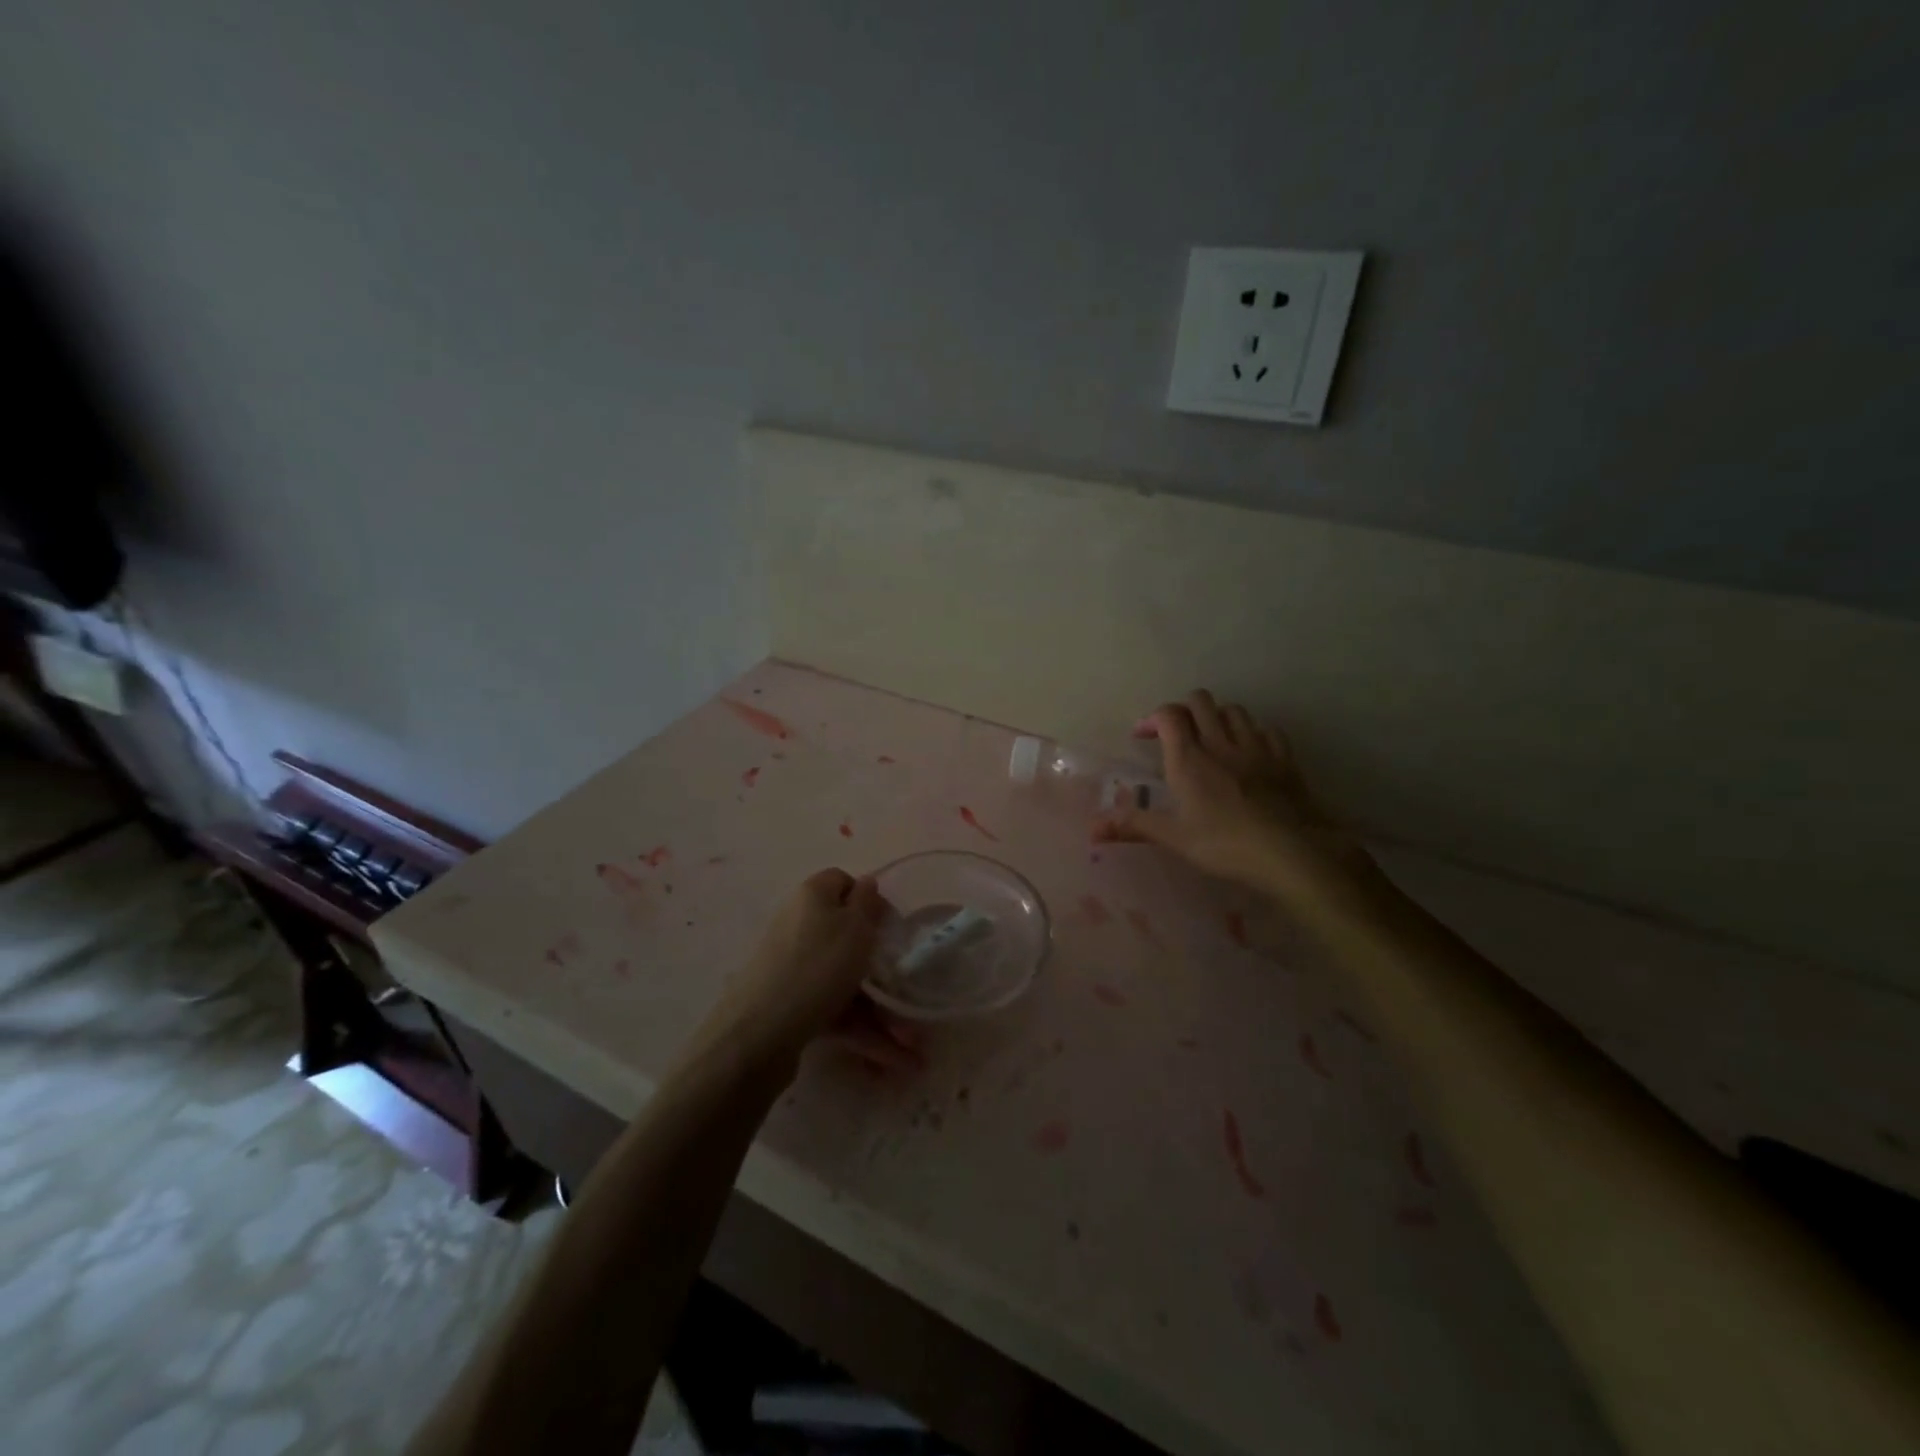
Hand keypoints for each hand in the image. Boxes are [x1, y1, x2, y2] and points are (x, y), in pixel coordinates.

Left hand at [687, 869, 920, 1075]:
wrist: (759, 1033)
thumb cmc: (818, 967)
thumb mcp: (855, 927)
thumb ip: (866, 901)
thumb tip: (866, 882)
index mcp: (812, 897)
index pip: (842, 882)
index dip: (869, 900)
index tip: (891, 926)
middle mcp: (799, 925)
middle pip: (846, 936)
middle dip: (880, 966)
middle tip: (908, 988)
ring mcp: (793, 967)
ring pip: (844, 981)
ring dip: (879, 1010)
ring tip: (912, 1046)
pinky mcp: (791, 1003)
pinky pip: (834, 1010)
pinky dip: (860, 1029)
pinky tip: (890, 1060)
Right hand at [1093, 690, 1372, 896]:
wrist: (1290, 851)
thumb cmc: (1224, 844)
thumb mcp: (1174, 838)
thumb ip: (1133, 826)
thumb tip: (1092, 829)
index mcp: (1189, 758)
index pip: (1169, 715)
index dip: (1153, 718)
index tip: (1143, 736)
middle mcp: (1220, 742)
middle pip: (1200, 701)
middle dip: (1184, 710)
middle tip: (1176, 734)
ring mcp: (1255, 746)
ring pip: (1233, 710)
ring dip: (1217, 717)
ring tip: (1212, 739)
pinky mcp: (1283, 757)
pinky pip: (1266, 729)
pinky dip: (1252, 732)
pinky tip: (1249, 751)